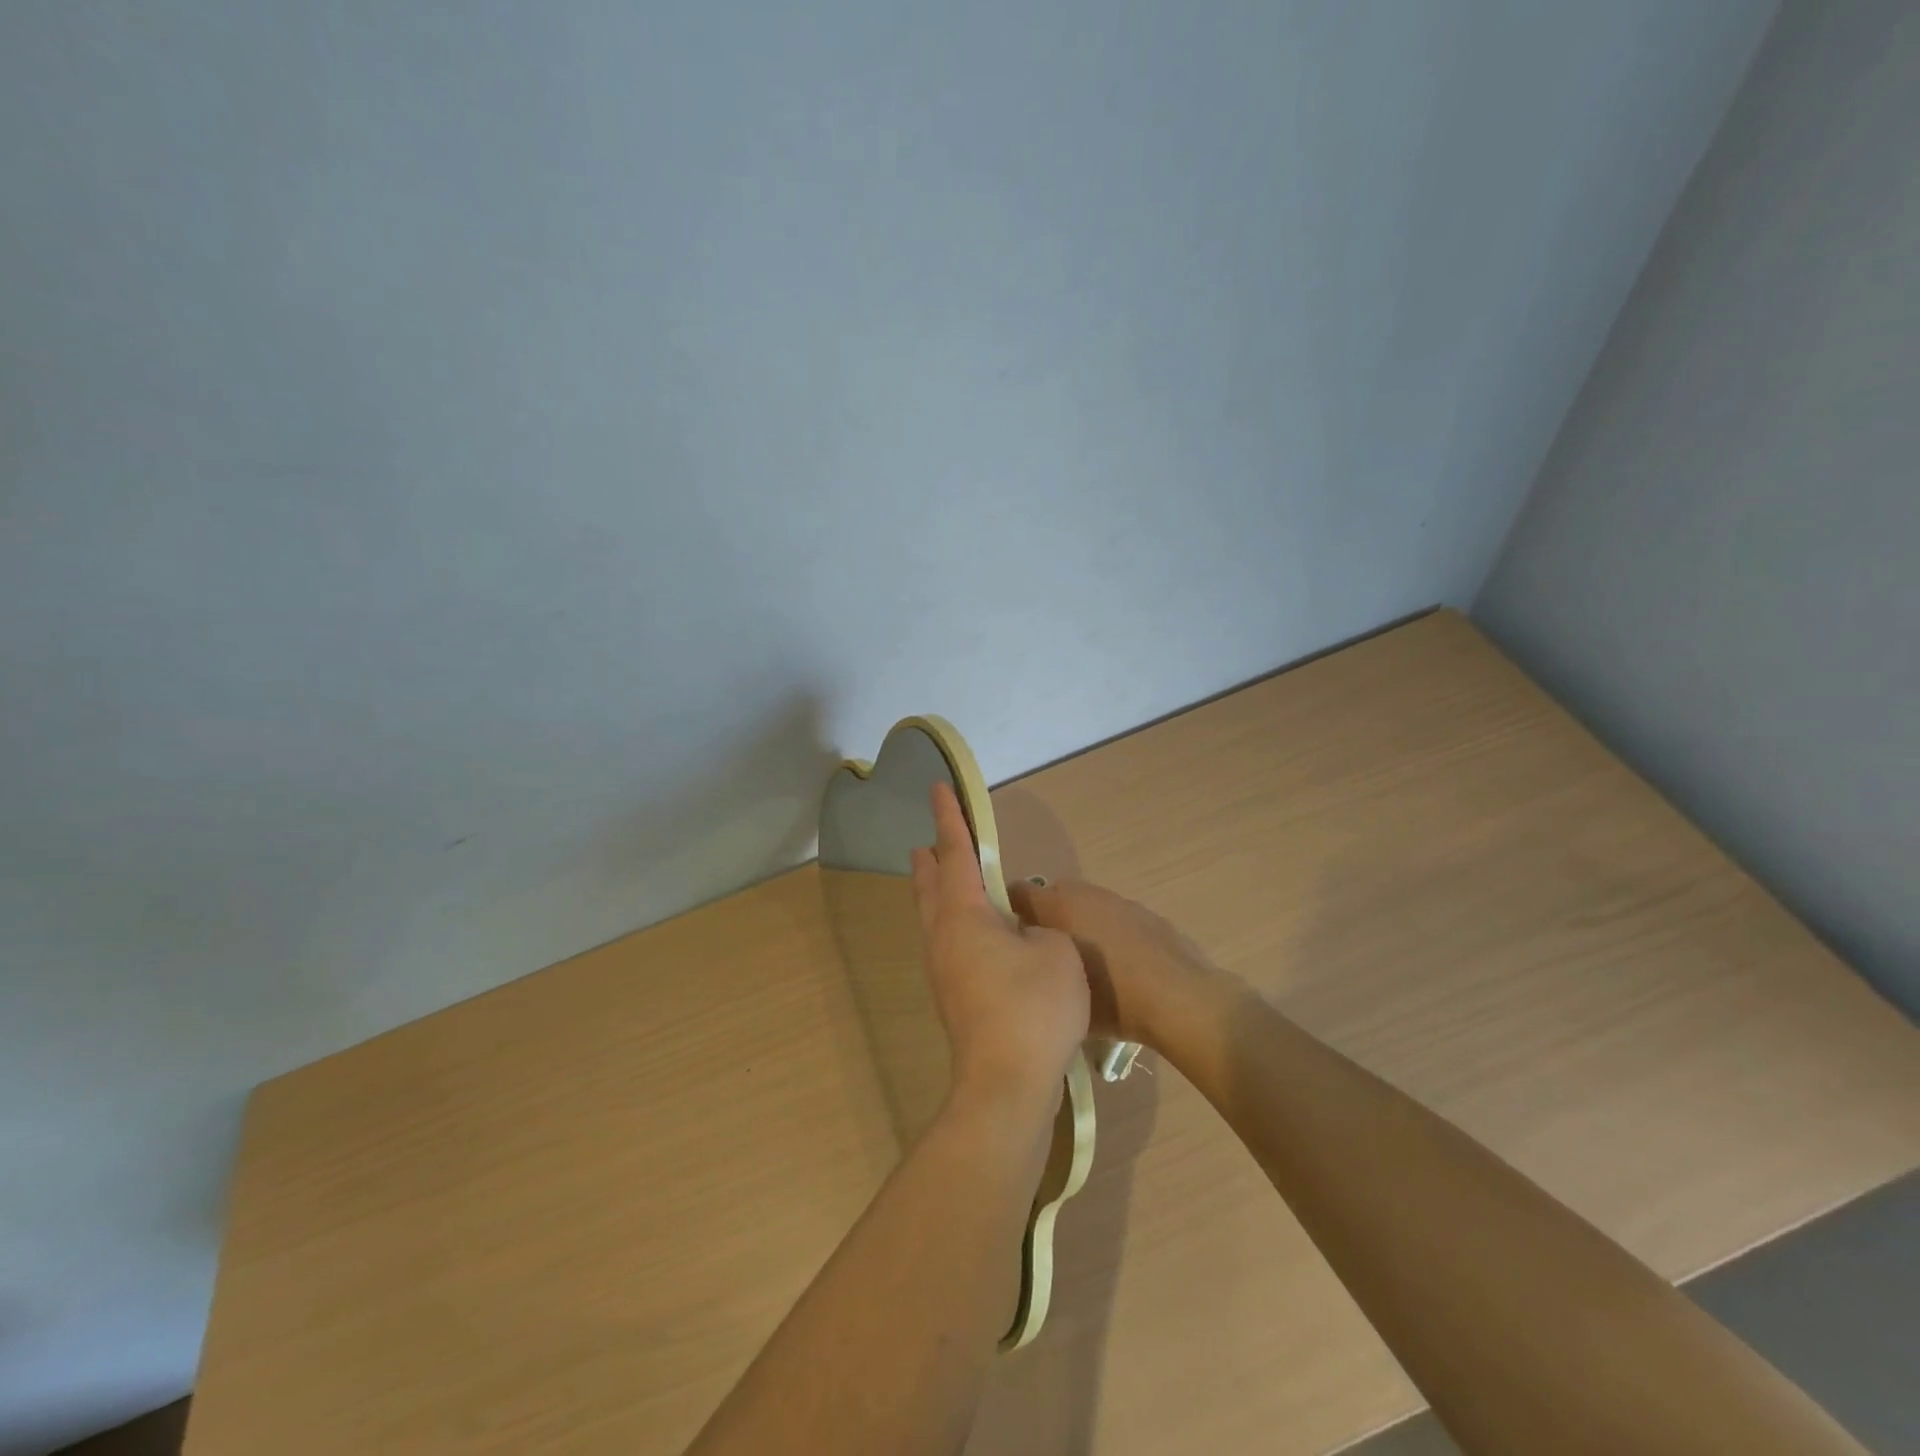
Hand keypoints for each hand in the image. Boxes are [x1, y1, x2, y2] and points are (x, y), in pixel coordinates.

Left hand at [910, 782, 1089, 1110]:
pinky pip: (946, 943)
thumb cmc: (1033, 1007)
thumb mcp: (1055, 952)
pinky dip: (951, 922)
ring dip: (936, 892)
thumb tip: (1022, 934)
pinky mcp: (953, 998)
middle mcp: (943, 937)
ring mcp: (943, 971)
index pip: (955, 853)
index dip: (950, 818)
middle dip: (930, 860)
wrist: (1006, 1083)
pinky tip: (971, 935)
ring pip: (933, 918)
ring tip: (943, 879)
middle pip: (930, 887)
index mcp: (964, 915)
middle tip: (927, 841)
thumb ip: (1040, 929)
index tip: (938, 789)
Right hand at [1004, 877, 1224, 1046]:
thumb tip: (1032, 961)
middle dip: (1047, 918)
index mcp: (1059, 907)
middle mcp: (1086, 895)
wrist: (1181, 1000)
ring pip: (1087, 906)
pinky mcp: (1147, 914)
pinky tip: (1119, 966)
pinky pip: (1115, 918)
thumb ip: (1040, 969)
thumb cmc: (1114, 1000)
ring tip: (1085, 962)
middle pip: (1053, 896)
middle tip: (1046, 953)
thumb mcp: (1064, 993)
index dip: (1008, 911)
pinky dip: (1110, 933)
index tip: (1006, 936)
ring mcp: (1120, 902)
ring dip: (1080, 924)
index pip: (1018, 892)